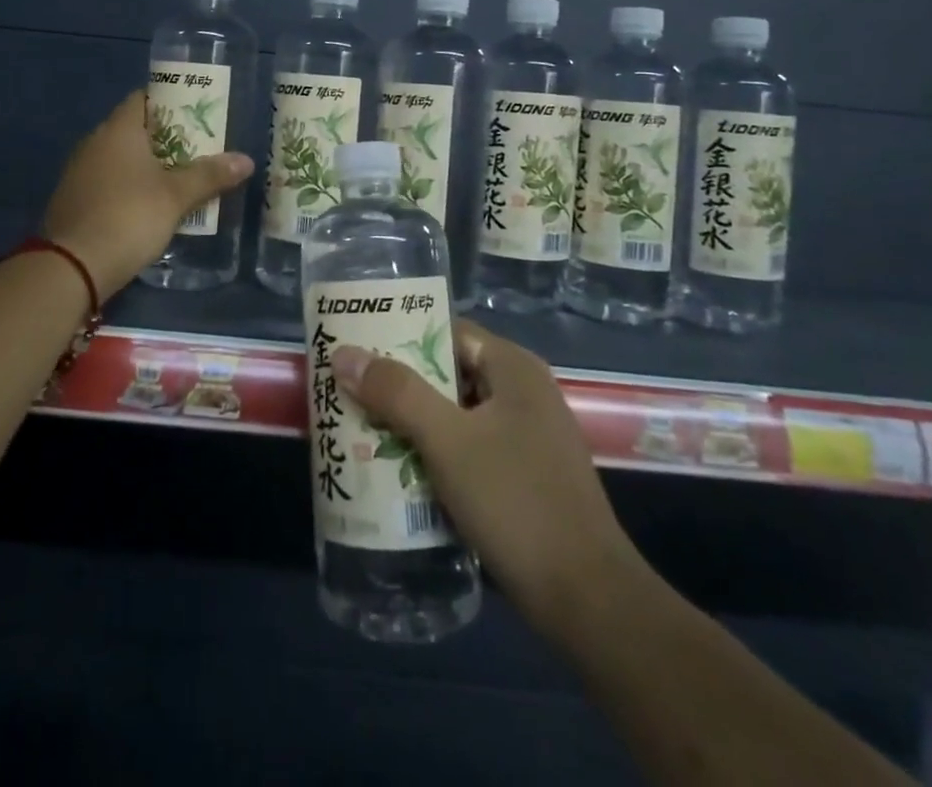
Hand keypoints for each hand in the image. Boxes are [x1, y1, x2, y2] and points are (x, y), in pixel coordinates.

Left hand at [42, 90, 253, 295]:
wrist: (72, 266)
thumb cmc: (129, 217)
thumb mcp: (176, 197)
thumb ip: (210, 175)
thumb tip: (246, 160)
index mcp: (118, 130)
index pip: (143, 99)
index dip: (169, 102)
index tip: (194, 116)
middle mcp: (94, 142)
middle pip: (133, 129)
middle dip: (164, 138)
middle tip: (196, 150)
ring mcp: (78, 172)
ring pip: (118, 158)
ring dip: (145, 166)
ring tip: (177, 179)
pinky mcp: (72, 200)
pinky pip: (106, 182)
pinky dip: (127, 187)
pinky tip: (146, 207)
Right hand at [331, 321, 647, 638]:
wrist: (587, 601)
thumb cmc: (516, 502)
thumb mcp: (447, 441)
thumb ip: (396, 393)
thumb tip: (344, 353)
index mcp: (514, 369)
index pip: (447, 331)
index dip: (399, 336)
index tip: (355, 348)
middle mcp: (523, 393)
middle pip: (448, 374)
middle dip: (398, 385)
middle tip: (348, 392)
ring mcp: (526, 437)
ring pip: (454, 415)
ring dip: (412, 423)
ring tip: (360, 429)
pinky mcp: (523, 477)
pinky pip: (467, 449)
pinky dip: (434, 454)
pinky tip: (397, 472)